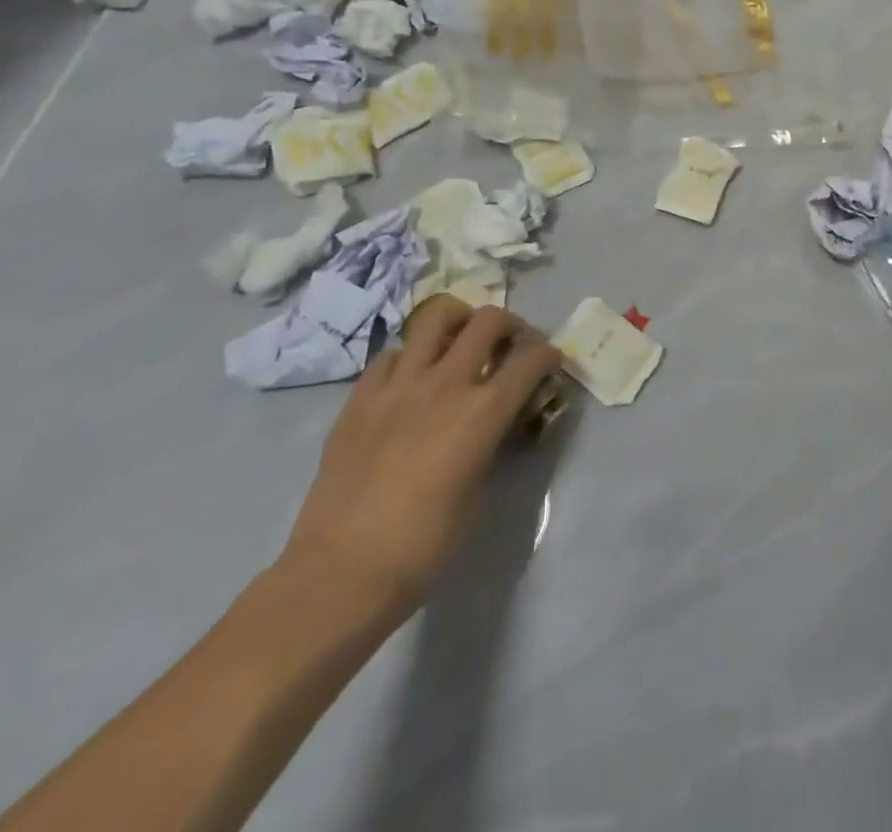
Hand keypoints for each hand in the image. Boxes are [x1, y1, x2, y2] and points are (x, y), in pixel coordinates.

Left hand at [278, 298, 561, 624]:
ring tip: (460, 341)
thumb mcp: (478, 492)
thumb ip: (491, 443)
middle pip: (488, 321)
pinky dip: (410, 357)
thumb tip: (495, 424)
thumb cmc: (423, 546)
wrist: (340, 573)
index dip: (548, 355)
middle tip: (510, 343)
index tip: (551, 362)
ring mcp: (398, 385)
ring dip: (458, 322)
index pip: (531, 359)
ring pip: (435, 318)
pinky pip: (391, 355)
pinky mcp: (360, 398)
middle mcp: (445, 384)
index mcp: (483, 412)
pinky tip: (410, 381)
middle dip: (510, 325)